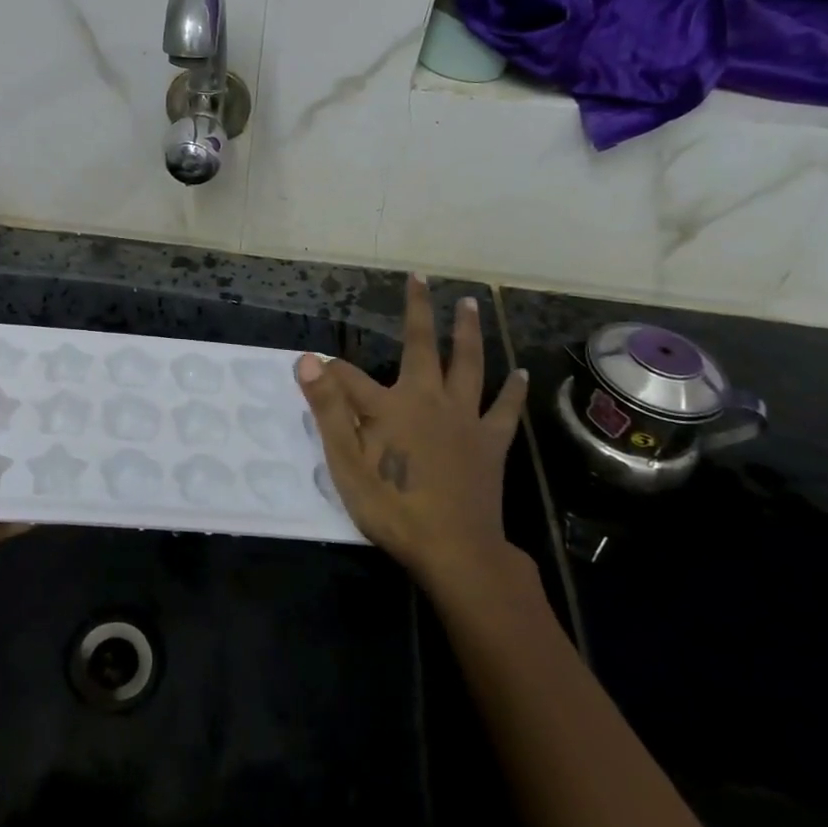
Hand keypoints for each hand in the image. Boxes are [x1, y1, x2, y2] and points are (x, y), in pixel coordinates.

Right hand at [295, 276, 529, 594]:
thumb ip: (327, 408)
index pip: (348, 376)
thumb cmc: (392, 507)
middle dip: (417, 311)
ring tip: (470, 302)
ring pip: (467, 364)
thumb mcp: (345, 462)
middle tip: (419, 277)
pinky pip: (504, 409)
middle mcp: (428, 399)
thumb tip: (307, 360)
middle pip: (421, 346)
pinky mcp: (490, 442)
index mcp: (388, 406)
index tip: (313, 369)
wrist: (454, 550)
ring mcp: (464, 418)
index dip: (328, 372)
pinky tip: (520, 373)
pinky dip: (512, 390)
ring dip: (466, 332)